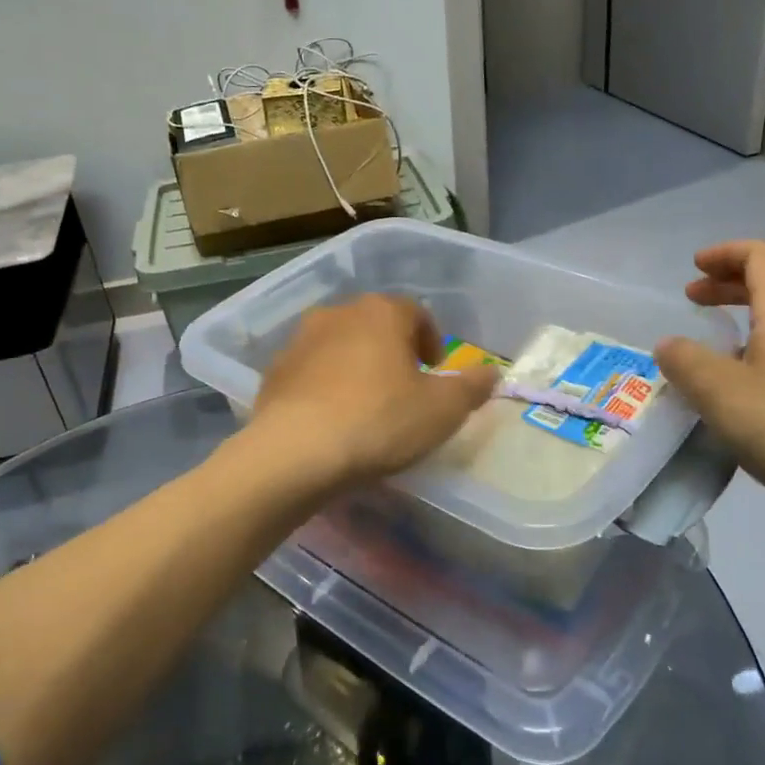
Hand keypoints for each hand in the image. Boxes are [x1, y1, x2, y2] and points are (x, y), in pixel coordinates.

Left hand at [250, 294, 499, 491]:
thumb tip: (492, 372)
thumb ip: (471, 387)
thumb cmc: (379, 422)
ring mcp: (299, 341)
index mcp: (381, 312)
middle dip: (393, 350)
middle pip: (375, 325)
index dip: (432, 340)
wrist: (294, 453)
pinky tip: (332, 419)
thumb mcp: (442, 410)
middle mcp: (338, 314)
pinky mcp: (273, 372)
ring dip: (357, 366)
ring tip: (367, 405)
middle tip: (406, 387)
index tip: (436, 370)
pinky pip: (311, 372)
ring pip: (340, 346)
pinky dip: (325, 386)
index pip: (416, 312)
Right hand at [655, 241, 764, 517]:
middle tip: (694, 300)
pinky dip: (764, 355)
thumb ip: (685, 361)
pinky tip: (748, 394)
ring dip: (748, 322)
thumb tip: (670, 345)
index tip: (694, 268)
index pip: (763, 257)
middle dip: (731, 286)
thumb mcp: (720, 392)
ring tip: (716, 350)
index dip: (726, 253)